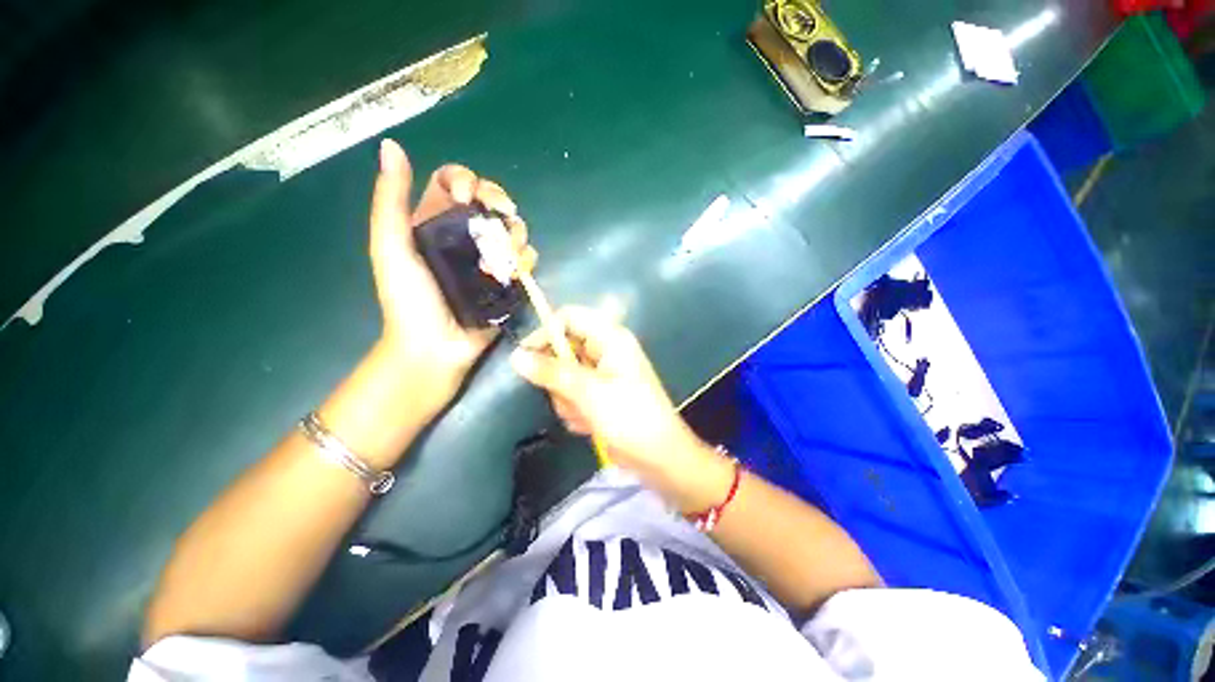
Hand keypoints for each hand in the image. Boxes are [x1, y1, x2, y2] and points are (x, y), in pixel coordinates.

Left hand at [369, 139, 533, 404]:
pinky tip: (518, 270)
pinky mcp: (508, 280)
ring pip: (512, 229)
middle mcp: (465, 235)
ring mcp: (490, 259)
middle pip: (491, 202)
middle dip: (499, 201)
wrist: (436, 347)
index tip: (467, 196)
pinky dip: (527, 259)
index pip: (455, 183)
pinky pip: (526, 260)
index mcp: (435, 222)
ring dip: (514, 233)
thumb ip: (390, 201)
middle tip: (500, 215)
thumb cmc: (409, 301)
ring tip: (504, 253)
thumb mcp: (391, 248)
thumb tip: (391, 145)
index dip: (465, 180)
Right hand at [509, 307, 724, 501]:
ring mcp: (601, 374)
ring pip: (564, 376)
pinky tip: (589, 424)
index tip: (526, 357)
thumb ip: (551, 372)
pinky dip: (575, 410)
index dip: (546, 332)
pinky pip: (572, 394)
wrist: (658, 457)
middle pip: (563, 350)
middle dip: (559, 379)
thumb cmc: (629, 417)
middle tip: (568, 397)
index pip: (569, 317)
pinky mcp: (598, 394)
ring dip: (567, 399)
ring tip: (584, 415)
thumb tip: (516, 356)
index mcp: (610, 338)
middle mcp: (605, 350)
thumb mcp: (588, 392)